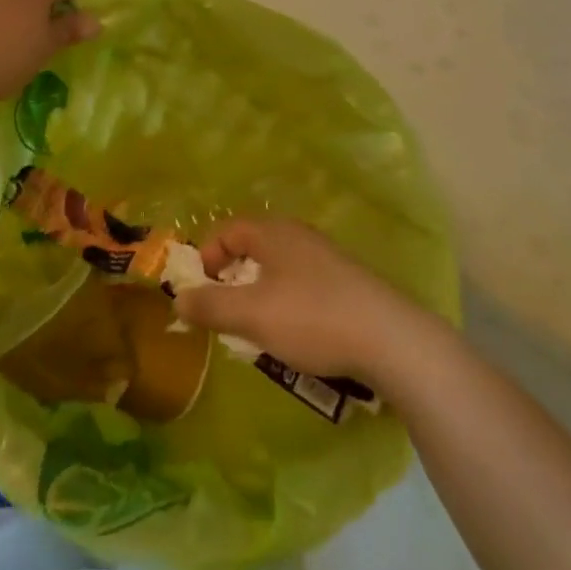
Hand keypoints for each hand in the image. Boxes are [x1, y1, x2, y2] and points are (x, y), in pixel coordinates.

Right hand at [170, 219, 443, 389]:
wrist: (391, 339)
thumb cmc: (312, 318)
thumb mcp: (252, 315)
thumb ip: (211, 306)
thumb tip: (179, 299)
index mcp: (273, 232)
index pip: (228, 230)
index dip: (206, 256)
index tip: (199, 292)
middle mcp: (299, 235)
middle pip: (253, 247)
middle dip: (232, 279)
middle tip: (224, 312)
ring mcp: (326, 257)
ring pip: (278, 269)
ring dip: (259, 295)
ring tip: (257, 329)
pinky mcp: (347, 282)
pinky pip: (302, 285)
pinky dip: (286, 304)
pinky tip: (295, 335)